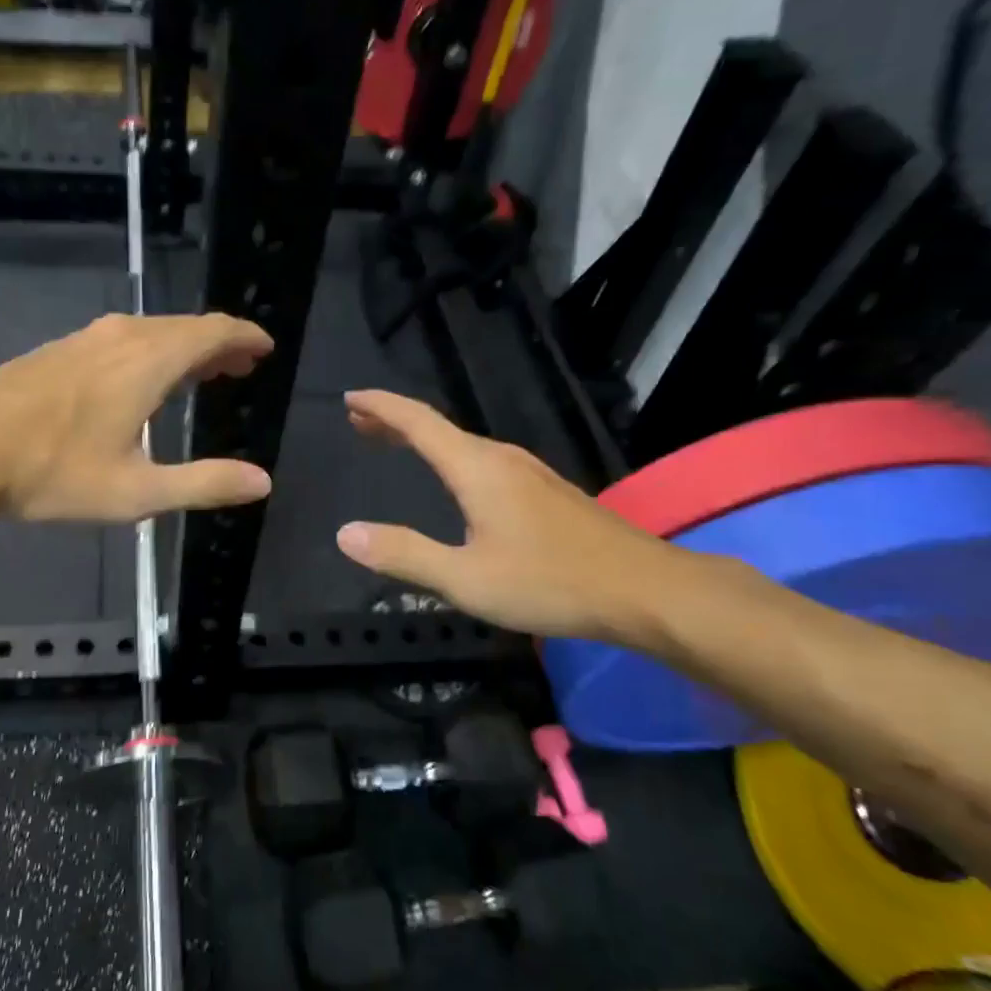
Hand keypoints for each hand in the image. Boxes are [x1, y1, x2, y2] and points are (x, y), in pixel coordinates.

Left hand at [0, 313, 275, 523]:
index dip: (244, 337)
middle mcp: (122, 336)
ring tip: (201, 376)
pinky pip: (124, 340)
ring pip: (152, 332)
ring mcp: (87, 339)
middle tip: (239, 369)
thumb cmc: (54, 472)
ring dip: (184, 348)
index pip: (213, 331)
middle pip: (185, 327)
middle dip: (218, 345)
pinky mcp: (61, 349)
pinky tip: (143, 381)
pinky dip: (151, 352)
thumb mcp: (137, 491)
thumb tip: (262, 482)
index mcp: (149, 361)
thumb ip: (204, 483)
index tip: (265, 349)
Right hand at [334, 390, 683, 640]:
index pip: (418, 422)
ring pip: (464, 445)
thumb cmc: (549, 582)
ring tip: (396, 444)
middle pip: (440, 428)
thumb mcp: (465, 578)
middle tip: (360, 422)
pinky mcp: (547, 493)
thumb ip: (403, 554)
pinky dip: (452, 459)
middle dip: (396, 422)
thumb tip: (345, 533)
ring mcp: (530, 473)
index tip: (350, 398)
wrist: (645, 591)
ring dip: (425, 440)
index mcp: (477, 469)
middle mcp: (503, 459)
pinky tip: (456, 481)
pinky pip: (485, 462)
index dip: (381, 407)